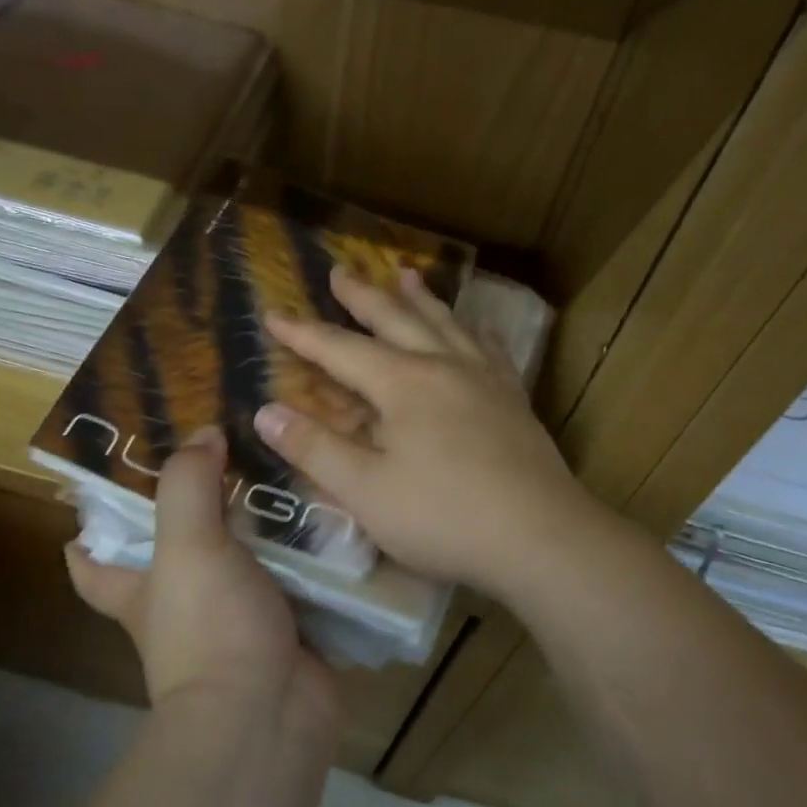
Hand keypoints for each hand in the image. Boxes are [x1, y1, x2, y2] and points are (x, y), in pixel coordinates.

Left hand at [65, 426, 339, 725]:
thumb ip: (188, 484)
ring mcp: (236, 619)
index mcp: (140, 589)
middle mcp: (182, 605)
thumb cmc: (210, 627)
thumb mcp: (187, 545)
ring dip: (262, 527)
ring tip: (286, 470)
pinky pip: (296, 581)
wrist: (270, 714)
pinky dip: (309, 556)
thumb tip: (203, 434)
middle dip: (194, 508)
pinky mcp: (285, 629)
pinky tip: (330, 516)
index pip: (92, 563)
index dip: (86, 534)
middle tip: (222, 453)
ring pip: (243, 561)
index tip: (98, 492)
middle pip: (176, 550)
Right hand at [254, 266, 595, 600]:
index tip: (272, 313)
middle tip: (341, 269)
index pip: (340, 350)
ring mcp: (485, 380)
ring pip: (446, 325)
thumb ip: (314, 449)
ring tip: (406, 273)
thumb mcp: (364, 491)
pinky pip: (491, 350)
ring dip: (420, 299)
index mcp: (402, 385)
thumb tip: (265, 412)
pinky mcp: (514, 400)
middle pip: (396, 320)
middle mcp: (443, 367)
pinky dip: (474, 332)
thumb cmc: (442, 518)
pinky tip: (477, 327)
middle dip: (363, 296)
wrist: (541, 537)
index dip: (303, 333)